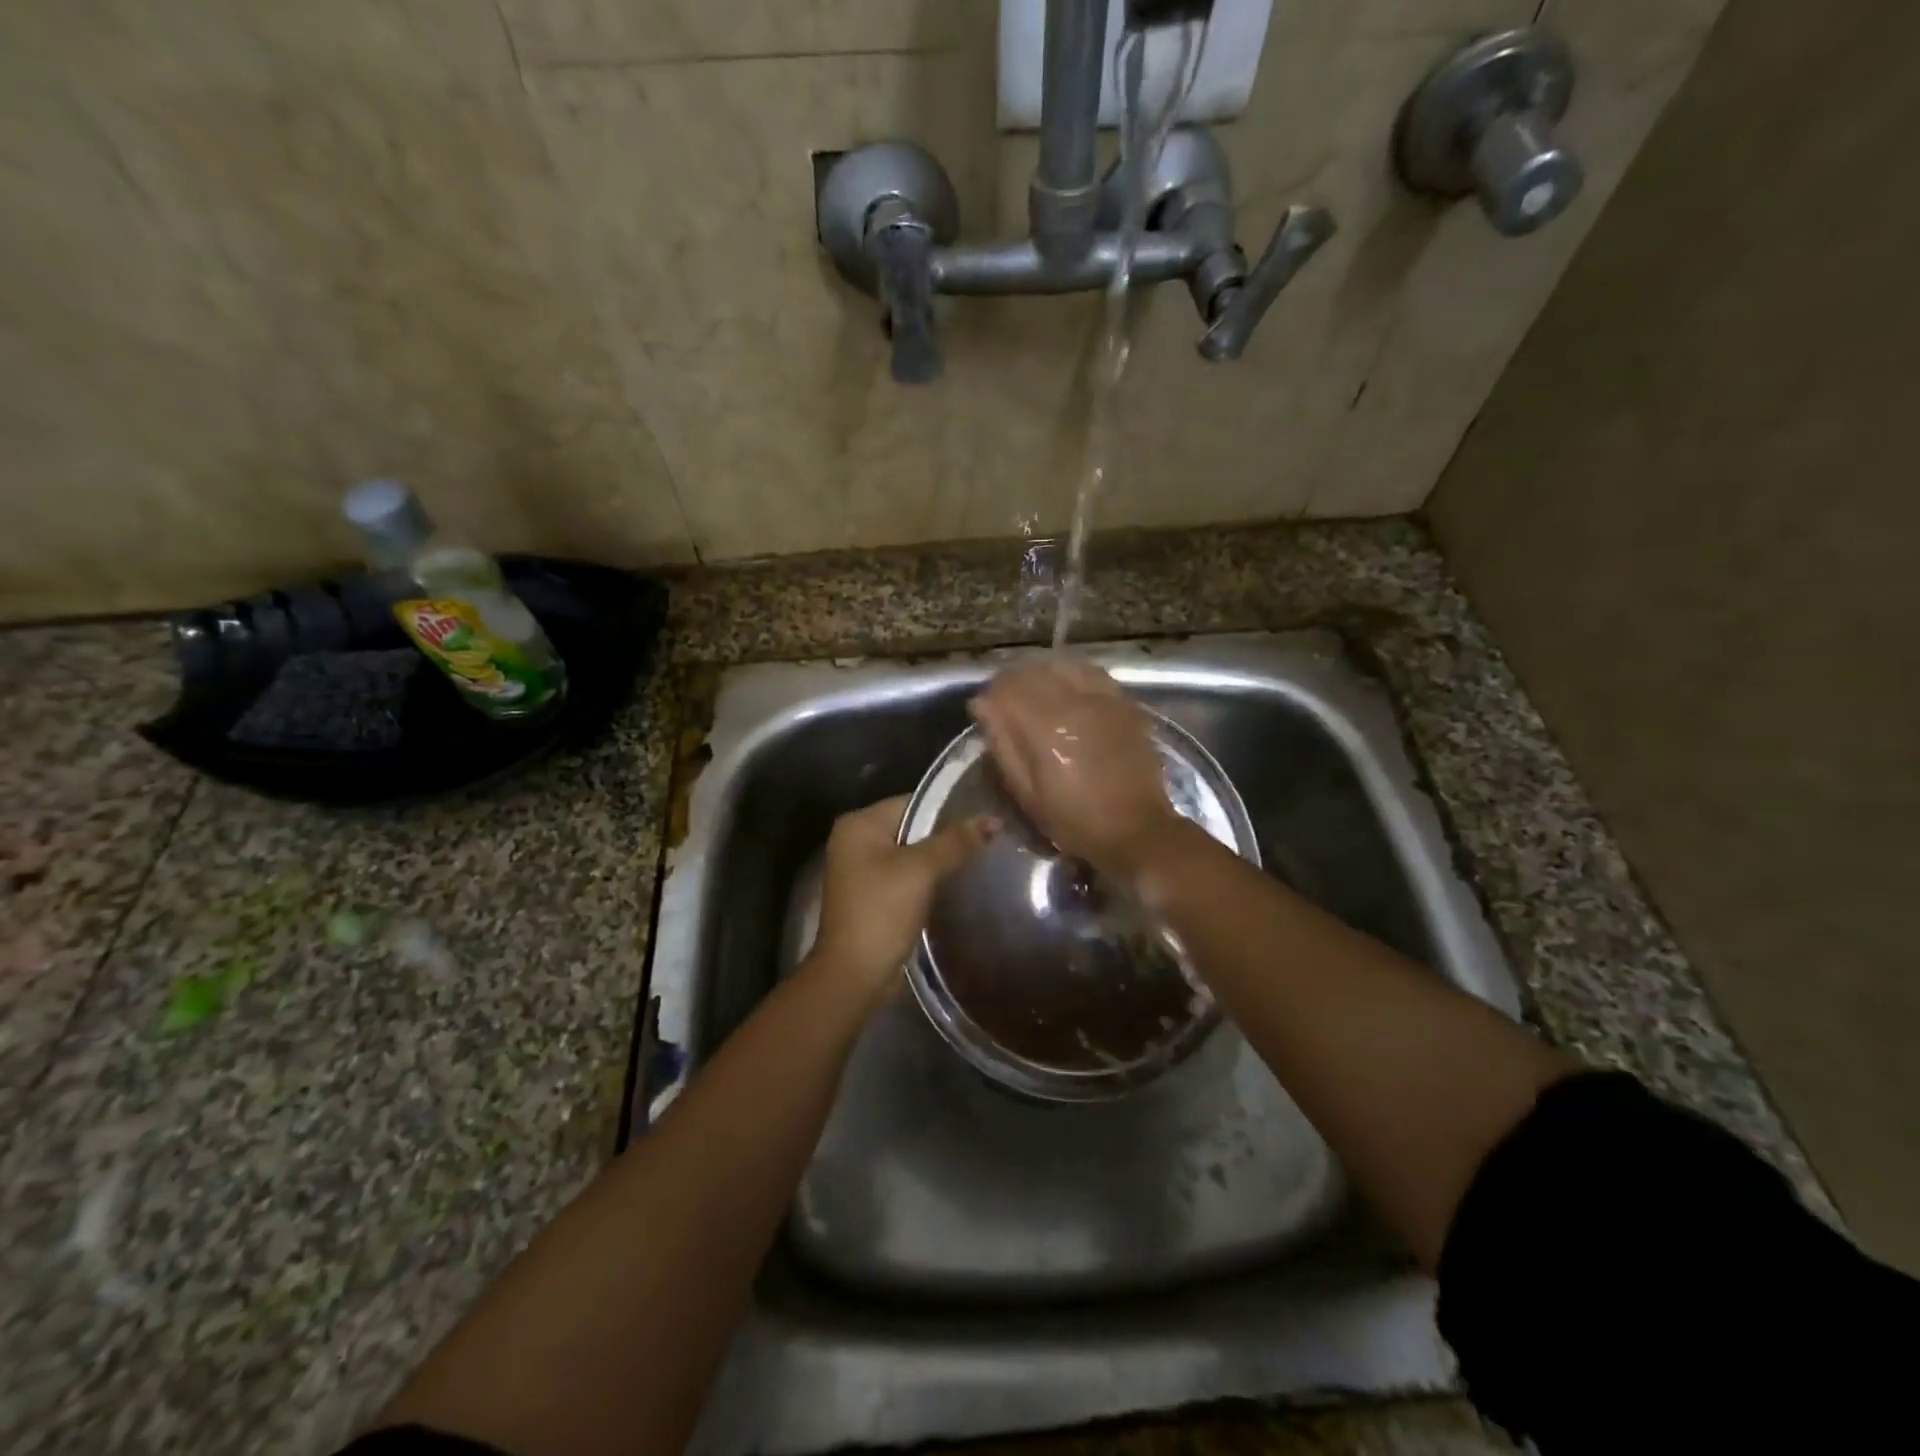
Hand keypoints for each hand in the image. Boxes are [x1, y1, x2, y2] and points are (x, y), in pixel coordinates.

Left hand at [805, 795, 994, 1008]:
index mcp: (858, 825)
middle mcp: (857, 841)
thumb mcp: (920, 871)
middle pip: (913, 827)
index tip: (985, 814)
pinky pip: (909, 875)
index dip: (949, 807)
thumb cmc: (881, 912)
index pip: (913, 803)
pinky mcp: (875, 895)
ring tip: (983, 855)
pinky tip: (961, 880)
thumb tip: (993, 820)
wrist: (855, 976)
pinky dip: (932, 877)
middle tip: (990, 836)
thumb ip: (955, 842)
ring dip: (942, 857)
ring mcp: (864, 870)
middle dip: (948, 834)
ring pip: (913, 853)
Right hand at [969, 661, 1184, 882]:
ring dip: (1044, 675)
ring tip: (1039, 695)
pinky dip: (1074, 676)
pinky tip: (1070, 693)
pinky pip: (1093, 673)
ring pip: (1063, 665)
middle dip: (1015, 683)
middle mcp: (1074, 702)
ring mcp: (1103, 698)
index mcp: (1045, 727)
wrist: (1135, 829)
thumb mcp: (1026, 793)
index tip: (986, 710)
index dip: (991, 695)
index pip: (1007, 687)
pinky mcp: (1124, 703)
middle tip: (1010, 704)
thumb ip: (1003, 744)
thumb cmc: (1074, 820)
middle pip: (1033, 671)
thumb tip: (983, 704)